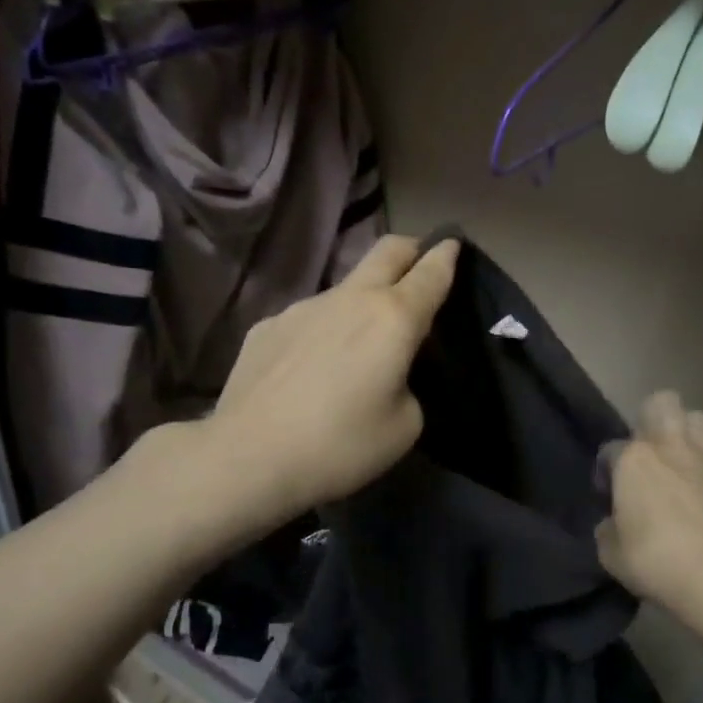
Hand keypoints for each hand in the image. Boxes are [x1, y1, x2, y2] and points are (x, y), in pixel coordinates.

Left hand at [202, 234, 458, 521]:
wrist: (248, 458)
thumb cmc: (340, 445)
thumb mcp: (404, 427)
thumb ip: (408, 387)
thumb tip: (389, 376)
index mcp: (393, 318)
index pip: (431, 271)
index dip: (447, 255)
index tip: (454, 244)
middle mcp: (349, 298)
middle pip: (388, 250)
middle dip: (411, 250)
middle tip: (419, 267)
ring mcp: (302, 308)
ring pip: (345, 288)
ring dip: (363, 302)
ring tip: (357, 347)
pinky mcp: (267, 326)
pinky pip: (309, 319)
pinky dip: (323, 332)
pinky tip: (309, 372)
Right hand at [596, 392, 702, 608]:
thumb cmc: (655, 561)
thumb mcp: (611, 553)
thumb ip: (609, 530)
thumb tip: (613, 524)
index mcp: (633, 460)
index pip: (611, 449)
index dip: (607, 470)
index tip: (610, 495)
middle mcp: (671, 447)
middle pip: (663, 403)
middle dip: (654, 418)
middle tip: (651, 451)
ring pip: (702, 420)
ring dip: (693, 434)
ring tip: (688, 459)